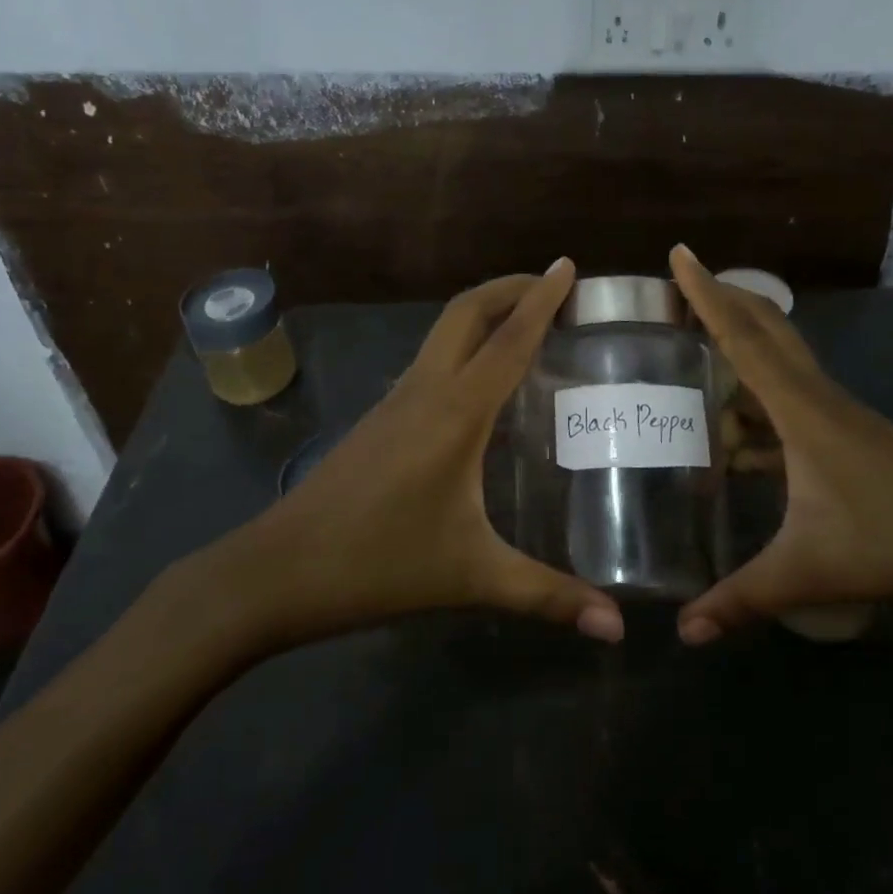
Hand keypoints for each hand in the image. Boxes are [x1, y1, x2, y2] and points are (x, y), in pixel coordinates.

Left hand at [192, 260, 624, 654]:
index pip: (508, 338)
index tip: (567, 265)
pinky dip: (463, 347)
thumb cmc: (378, 564)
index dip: (541, 299)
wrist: (276, 571)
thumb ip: (548, 597)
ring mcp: (395, 401)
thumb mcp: (472, 576)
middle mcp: (425, 390)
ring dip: (484, 314)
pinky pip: (430, 362)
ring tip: (526, 325)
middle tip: (553, 286)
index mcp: (455, 412)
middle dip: (510, 288)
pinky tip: (480, 384)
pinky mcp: (379, 419)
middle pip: (466, 313)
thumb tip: (616, 628)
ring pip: (443, 333)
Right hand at [669, 245, 892, 644]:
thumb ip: (743, 600)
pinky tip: (735, 443)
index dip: (706, 294)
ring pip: (780, 366)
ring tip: (693, 363)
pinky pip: (791, 403)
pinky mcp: (852, 439)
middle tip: (678, 286)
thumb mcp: (813, 572)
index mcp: (804, 411)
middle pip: (765, 330)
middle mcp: (820, 399)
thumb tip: (683, 632)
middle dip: (721, 300)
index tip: (679, 252)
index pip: (743, 338)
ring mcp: (840, 418)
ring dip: (739, 353)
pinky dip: (758, 405)